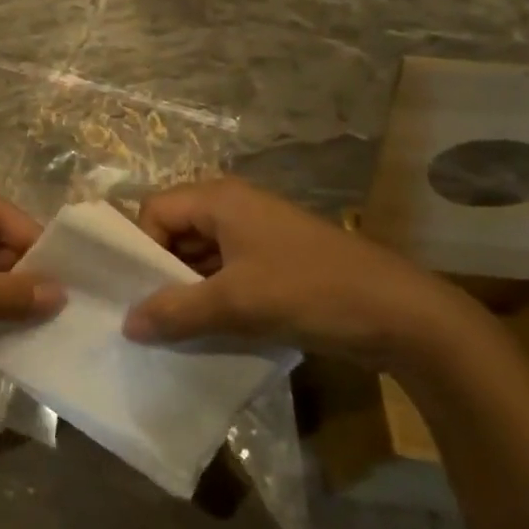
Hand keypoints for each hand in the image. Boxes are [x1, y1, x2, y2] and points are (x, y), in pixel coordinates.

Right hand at [122, 177, 468, 368]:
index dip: (140, 248)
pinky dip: (213, 296)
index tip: (137, 293)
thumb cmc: (309, 292)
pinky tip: (208, 330)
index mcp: (219, 199)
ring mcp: (256, 233)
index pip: (154, 211)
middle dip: (160, 272)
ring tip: (174, 329)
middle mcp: (233, 206)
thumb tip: (127, 323)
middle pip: (175, 230)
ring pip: (200, 254)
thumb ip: (176, 311)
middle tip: (148, 316)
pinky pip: (226, 271)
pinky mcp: (274, 260)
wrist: (400, 314)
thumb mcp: (236, 303)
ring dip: (187, 288)